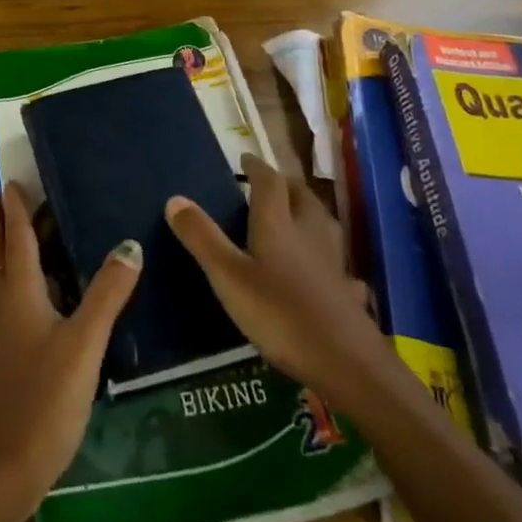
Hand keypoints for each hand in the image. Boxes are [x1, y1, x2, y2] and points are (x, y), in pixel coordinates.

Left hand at [0, 183, 141, 518]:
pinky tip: (29, 293)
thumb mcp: (85, 342)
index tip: (8, 181)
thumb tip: (130, 245)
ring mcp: (0, 333)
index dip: (15, 210)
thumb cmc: (46, 397)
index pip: (16, 240)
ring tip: (6, 232)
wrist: (7, 465)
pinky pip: (3, 300)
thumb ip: (107, 294)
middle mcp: (3, 305)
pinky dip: (9, 279)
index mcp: (19, 294)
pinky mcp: (4, 356)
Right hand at [165, 155, 382, 395]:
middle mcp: (308, 232)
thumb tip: (175, 198)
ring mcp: (333, 262)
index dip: (257, 167)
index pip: (269, 181)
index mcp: (277, 223)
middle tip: (268, 186)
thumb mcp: (228, 276)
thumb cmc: (280, 314)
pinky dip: (328, 258)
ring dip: (308, 213)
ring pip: (322, 224)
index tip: (245, 159)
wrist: (345, 362)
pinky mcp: (347, 292)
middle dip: (285, 185)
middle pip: (301, 196)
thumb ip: (202, 238)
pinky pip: (338, 264)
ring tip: (294, 218)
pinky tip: (326, 270)